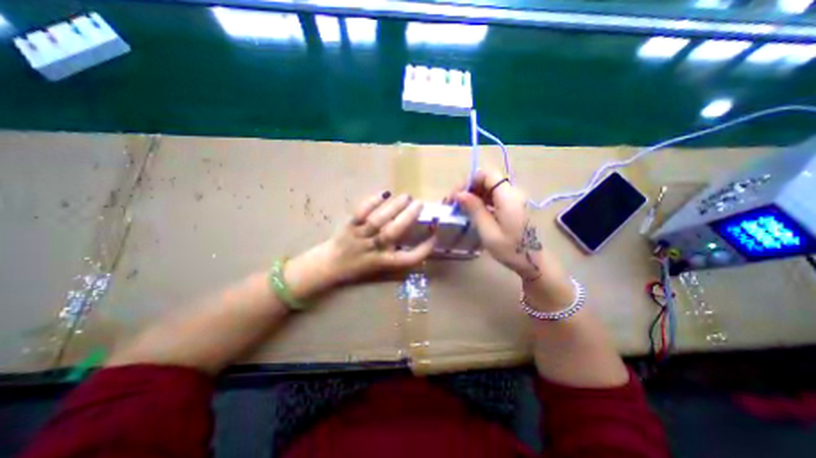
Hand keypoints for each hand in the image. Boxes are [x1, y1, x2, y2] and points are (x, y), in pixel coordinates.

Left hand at [285, 191, 435, 299]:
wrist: (329, 266)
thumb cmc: (359, 267)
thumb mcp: (381, 267)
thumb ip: (398, 256)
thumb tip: (418, 241)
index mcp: (384, 262)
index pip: (409, 258)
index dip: (424, 248)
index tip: (434, 235)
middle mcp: (373, 249)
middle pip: (393, 233)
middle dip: (408, 217)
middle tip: (420, 204)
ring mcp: (360, 237)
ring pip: (378, 220)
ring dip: (394, 207)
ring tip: (406, 197)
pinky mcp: (349, 226)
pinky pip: (360, 213)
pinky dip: (372, 202)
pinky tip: (384, 194)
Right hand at [446, 170, 540, 279]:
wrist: (534, 262)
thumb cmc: (510, 249)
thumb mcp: (488, 231)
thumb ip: (474, 209)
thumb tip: (459, 194)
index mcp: (508, 197)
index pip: (486, 175)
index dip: (469, 182)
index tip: (456, 196)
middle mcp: (513, 193)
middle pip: (487, 180)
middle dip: (469, 188)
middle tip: (455, 203)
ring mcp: (514, 199)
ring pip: (490, 188)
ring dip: (474, 194)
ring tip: (461, 208)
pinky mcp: (513, 206)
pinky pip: (495, 196)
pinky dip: (482, 200)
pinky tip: (473, 212)